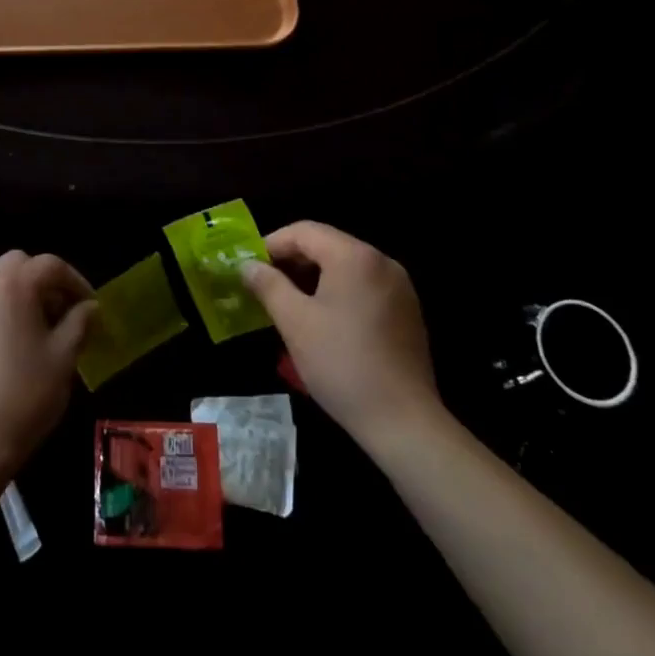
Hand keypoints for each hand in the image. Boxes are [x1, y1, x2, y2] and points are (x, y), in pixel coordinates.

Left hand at [0, 251, 96, 480]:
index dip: (75, 280)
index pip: (50, 265)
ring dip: (20, 294)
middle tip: (62, 309)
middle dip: (43, 280)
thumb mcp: (64, 357)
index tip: (90, 305)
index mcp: (13, 286)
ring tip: (39, 329)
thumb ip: (79, 322)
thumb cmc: (26, 395)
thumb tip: (90, 307)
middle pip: (17, 264)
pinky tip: (11, 348)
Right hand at [240, 222, 445, 450]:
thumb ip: (268, 285)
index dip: (272, 244)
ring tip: (290, 304)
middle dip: (293, 262)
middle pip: (327, 245)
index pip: (304, 231)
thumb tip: (248, 265)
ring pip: (346, 267)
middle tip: (265, 286)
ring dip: (315, 278)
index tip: (251, 267)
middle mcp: (381, 261)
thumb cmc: (342, 364)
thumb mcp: (295, 322)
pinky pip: (364, 287)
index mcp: (354, 256)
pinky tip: (324, 321)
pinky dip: (339, 293)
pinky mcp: (407, 312)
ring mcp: (399, 287)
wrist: (405, 424)